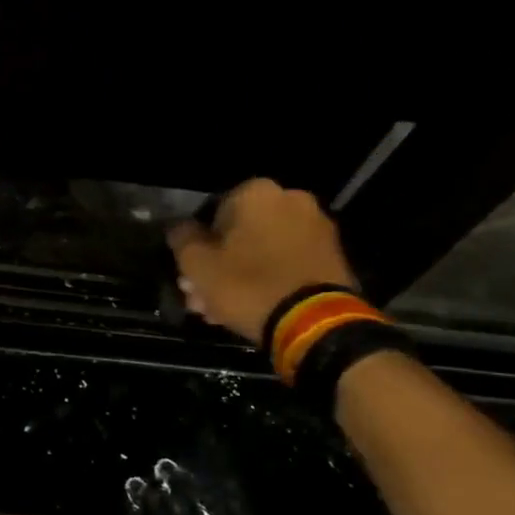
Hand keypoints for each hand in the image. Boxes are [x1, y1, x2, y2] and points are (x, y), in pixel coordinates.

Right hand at [168, 178, 358, 342]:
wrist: (314, 322)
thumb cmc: (247, 285)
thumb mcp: (197, 264)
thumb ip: (182, 239)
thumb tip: (181, 229)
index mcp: (256, 192)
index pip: (212, 212)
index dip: (198, 245)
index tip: (191, 272)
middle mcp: (290, 199)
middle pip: (240, 233)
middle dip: (220, 263)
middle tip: (203, 296)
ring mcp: (316, 227)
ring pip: (263, 249)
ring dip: (241, 274)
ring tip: (223, 309)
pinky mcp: (333, 256)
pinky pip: (288, 262)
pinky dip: (270, 278)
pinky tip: (254, 306)